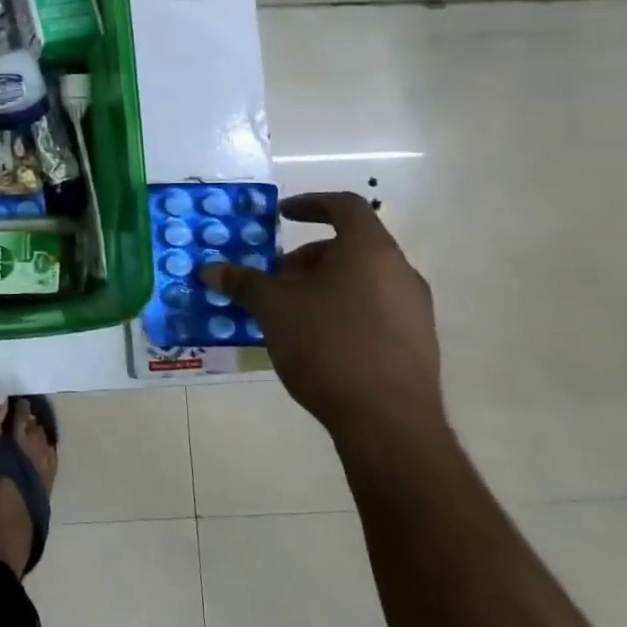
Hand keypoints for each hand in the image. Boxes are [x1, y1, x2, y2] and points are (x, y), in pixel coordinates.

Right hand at [200, 192, 444, 449]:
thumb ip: (243, 282)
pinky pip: (374, 310)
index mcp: (370, 251)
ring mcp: (414, 311)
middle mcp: (400, 273)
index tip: (282, 216)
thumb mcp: (273, 308)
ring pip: (362, 280)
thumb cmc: (328, 345)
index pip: (345, 206)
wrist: (388, 422)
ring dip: (322, 285)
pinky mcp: (416, 345)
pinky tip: (314, 341)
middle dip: (307, 257)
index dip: (310, 204)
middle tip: (274, 278)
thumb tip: (210, 270)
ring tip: (289, 312)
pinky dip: (342, 310)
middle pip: (351, 247)